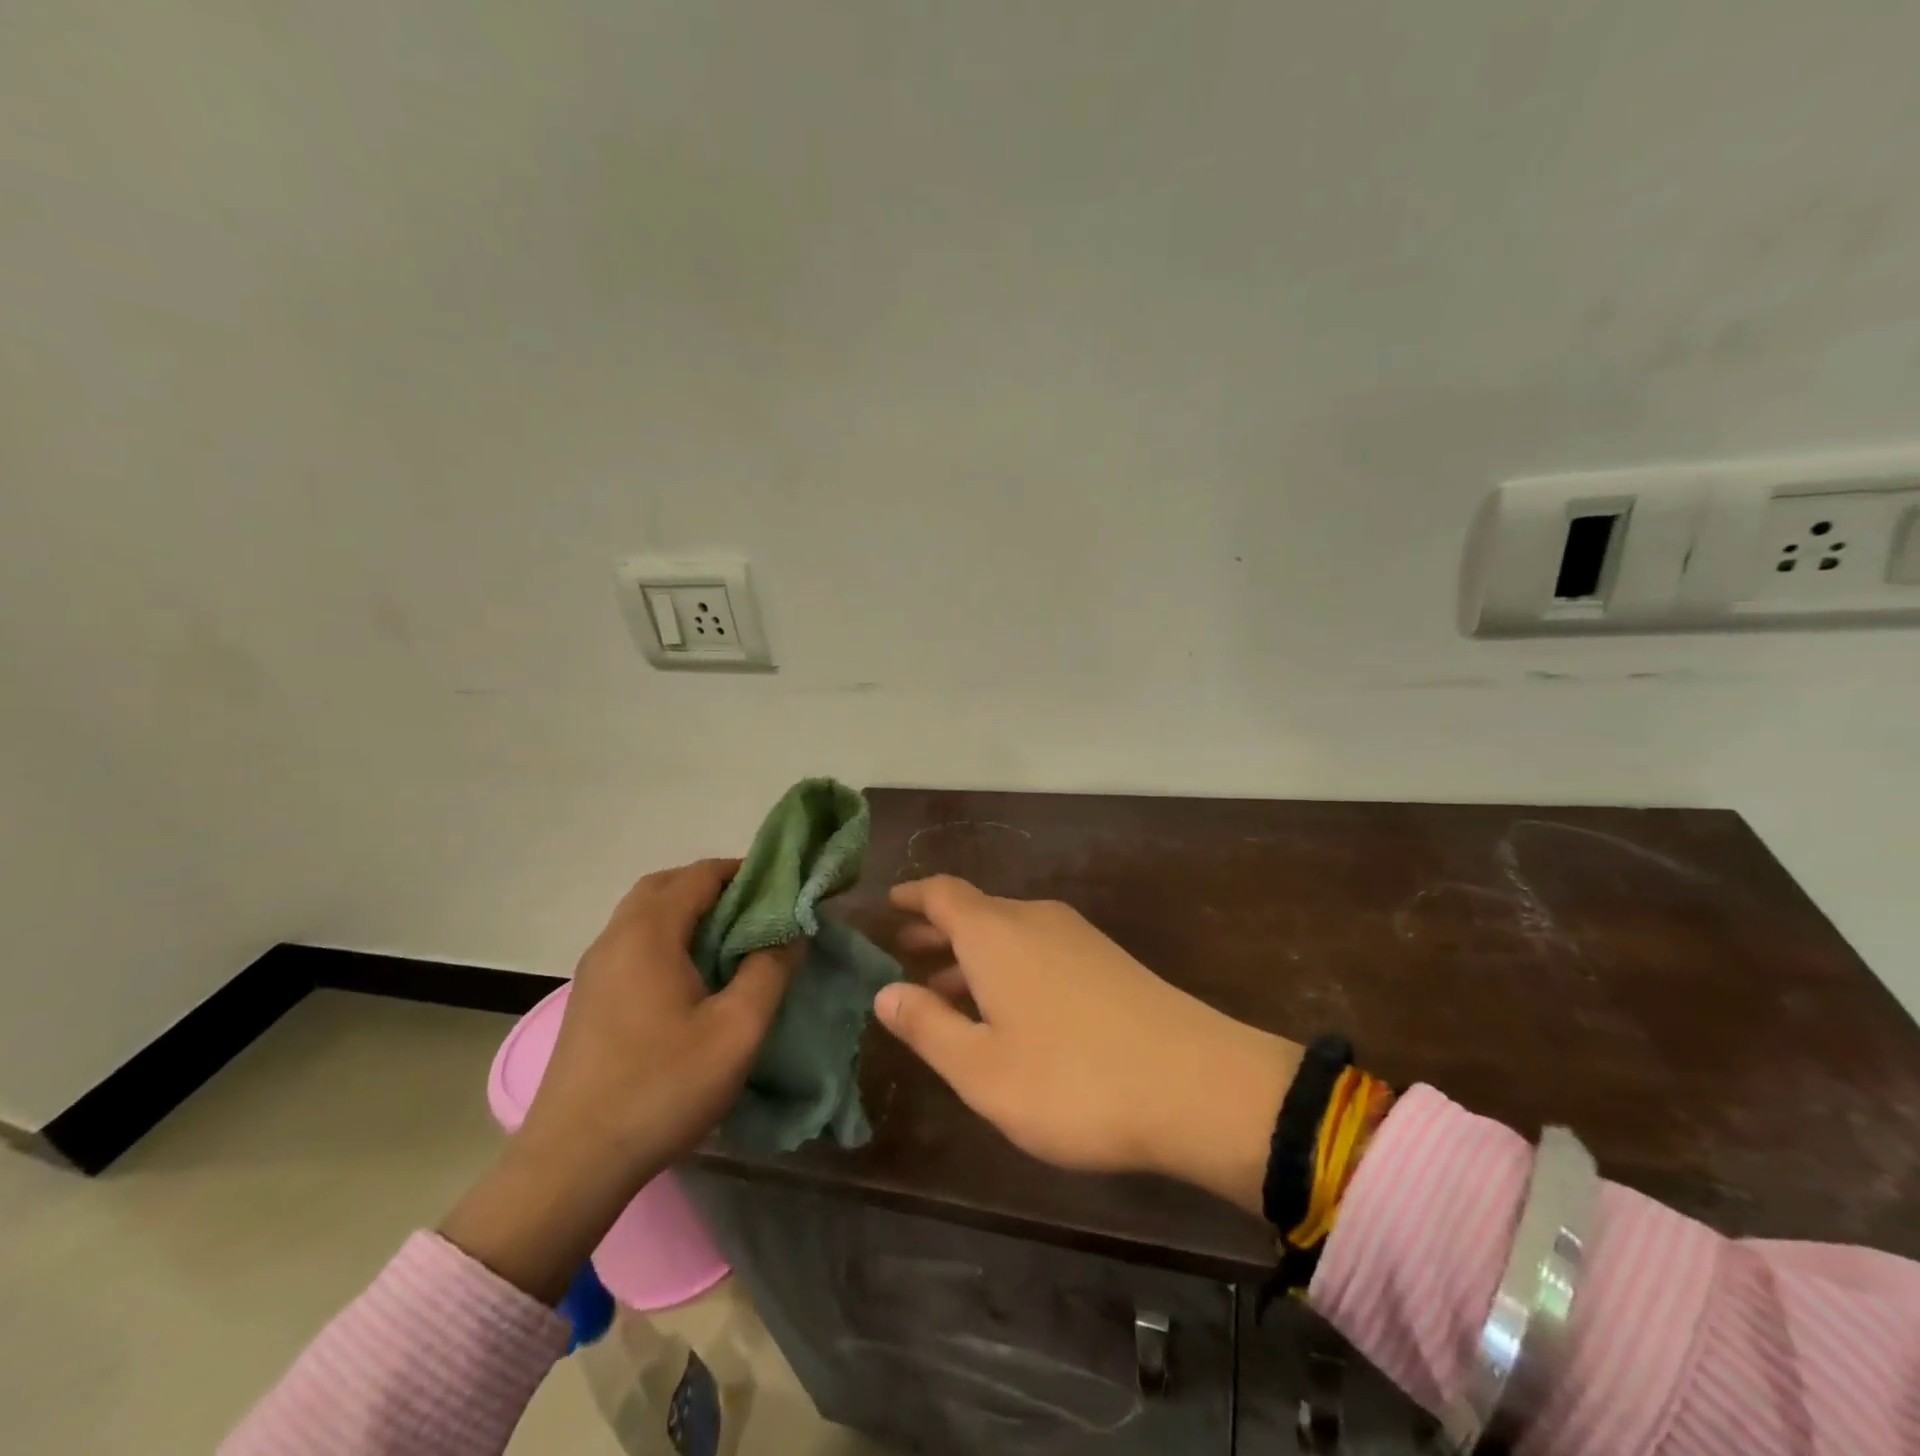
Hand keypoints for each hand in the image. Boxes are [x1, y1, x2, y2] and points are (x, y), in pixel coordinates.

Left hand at [442, 859, 798, 1301]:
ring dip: (689, 912)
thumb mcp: (737, 1030)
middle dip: (714, 886)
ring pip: (646, 915)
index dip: (745, 872)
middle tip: (758, 911)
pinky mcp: (590, 998)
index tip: (784, 889)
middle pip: (667, 885)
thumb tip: (793, 933)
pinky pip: (634, 944)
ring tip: (733, 941)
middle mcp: (615, 938)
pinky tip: (693, 976)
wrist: (572, 1165)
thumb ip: (771, 970)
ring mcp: (595, 969)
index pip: (700, 874)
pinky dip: (668, 937)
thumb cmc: (661, 1088)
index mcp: (648, 933)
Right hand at [876, 875, 1300, 1215]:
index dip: (912, 897)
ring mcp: (1077, 937)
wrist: (1195, 1085)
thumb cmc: (1071, 1081)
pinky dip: (1007, 965)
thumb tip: (885, 993)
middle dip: (937, 929)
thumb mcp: (981, 1069)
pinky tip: (1008, 1007)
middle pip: (975, 911)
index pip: (942, 894)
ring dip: (972, 953)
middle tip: (905, 952)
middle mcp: (1034, 920)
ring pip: (1008, 932)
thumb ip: (927, 1027)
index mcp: (995, 934)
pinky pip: (1038, 948)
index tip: (888, 906)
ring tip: (946, 988)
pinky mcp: (1107, 960)